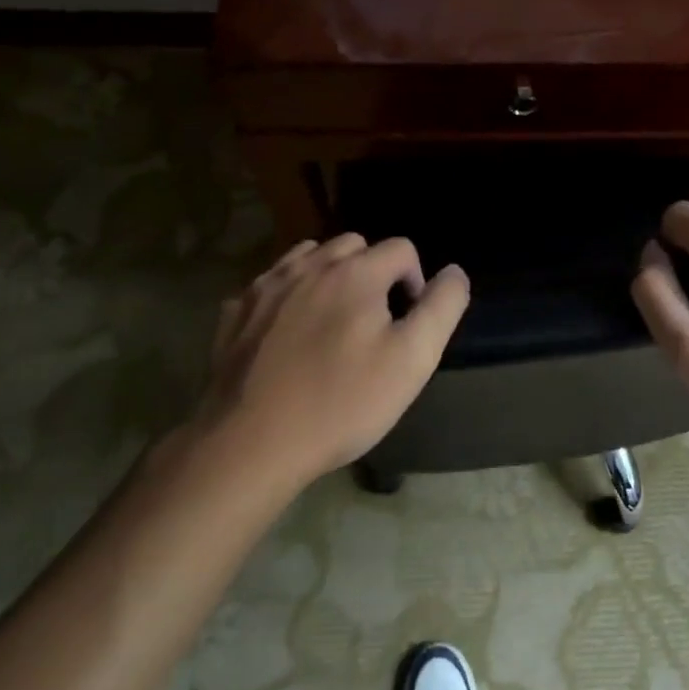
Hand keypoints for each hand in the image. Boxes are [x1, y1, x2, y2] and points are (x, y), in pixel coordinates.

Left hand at [203, 235, 469, 484]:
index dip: (415, 281)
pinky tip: (288, 333)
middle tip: (374, 321)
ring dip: (328, 275)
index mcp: (355, 272)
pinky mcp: (234, 314)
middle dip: (373, 271)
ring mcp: (266, 287)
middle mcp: (309, 266)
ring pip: (308, 257)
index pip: (401, 249)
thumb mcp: (414, 359)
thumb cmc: (342, 401)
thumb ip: (442, 307)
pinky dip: (287, 296)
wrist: (250, 444)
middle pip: (354, 245)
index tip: (407, 325)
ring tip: (332, 320)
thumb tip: (454, 272)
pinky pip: (270, 285)